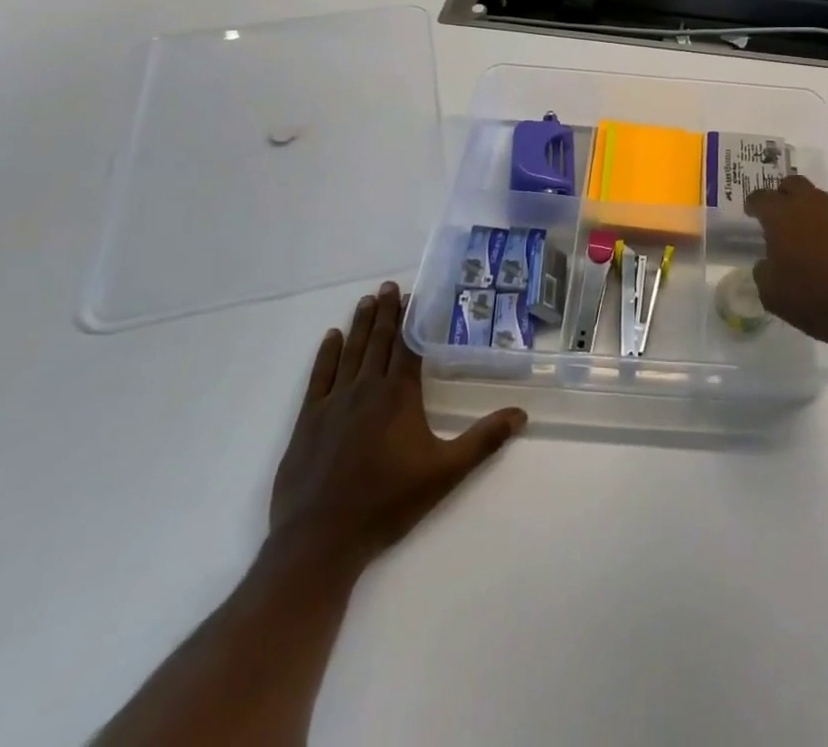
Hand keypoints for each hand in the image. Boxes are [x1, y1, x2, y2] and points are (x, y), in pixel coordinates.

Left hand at [268, 281, 525, 580]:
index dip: (412, 319)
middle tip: (390, 285)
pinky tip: (332, 337)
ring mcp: (332, 403)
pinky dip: (327, 354)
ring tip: (367, 300)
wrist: (320, 541)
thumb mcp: (444, 473)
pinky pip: (319, 376)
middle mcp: (366, 388)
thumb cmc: (386, 504)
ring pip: (351, 352)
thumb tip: (521, 413)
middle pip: (379, 341)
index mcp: (398, 395)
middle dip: (386, 311)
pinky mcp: (307, 421)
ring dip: (361, 324)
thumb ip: (483, 440)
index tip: (415, 295)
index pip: (408, 345)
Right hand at [744, 176, 827, 361]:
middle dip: (781, 195)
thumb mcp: (772, 295)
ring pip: (816, 198)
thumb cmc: (814, 300)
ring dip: (806, 209)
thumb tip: (767, 262)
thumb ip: (763, 271)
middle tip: (777, 216)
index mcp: (782, 216)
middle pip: (792, 184)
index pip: (761, 197)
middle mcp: (810, 205)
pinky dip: (827, 225)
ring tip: (803, 234)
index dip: (753, 204)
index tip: (751, 214)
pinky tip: (827, 248)